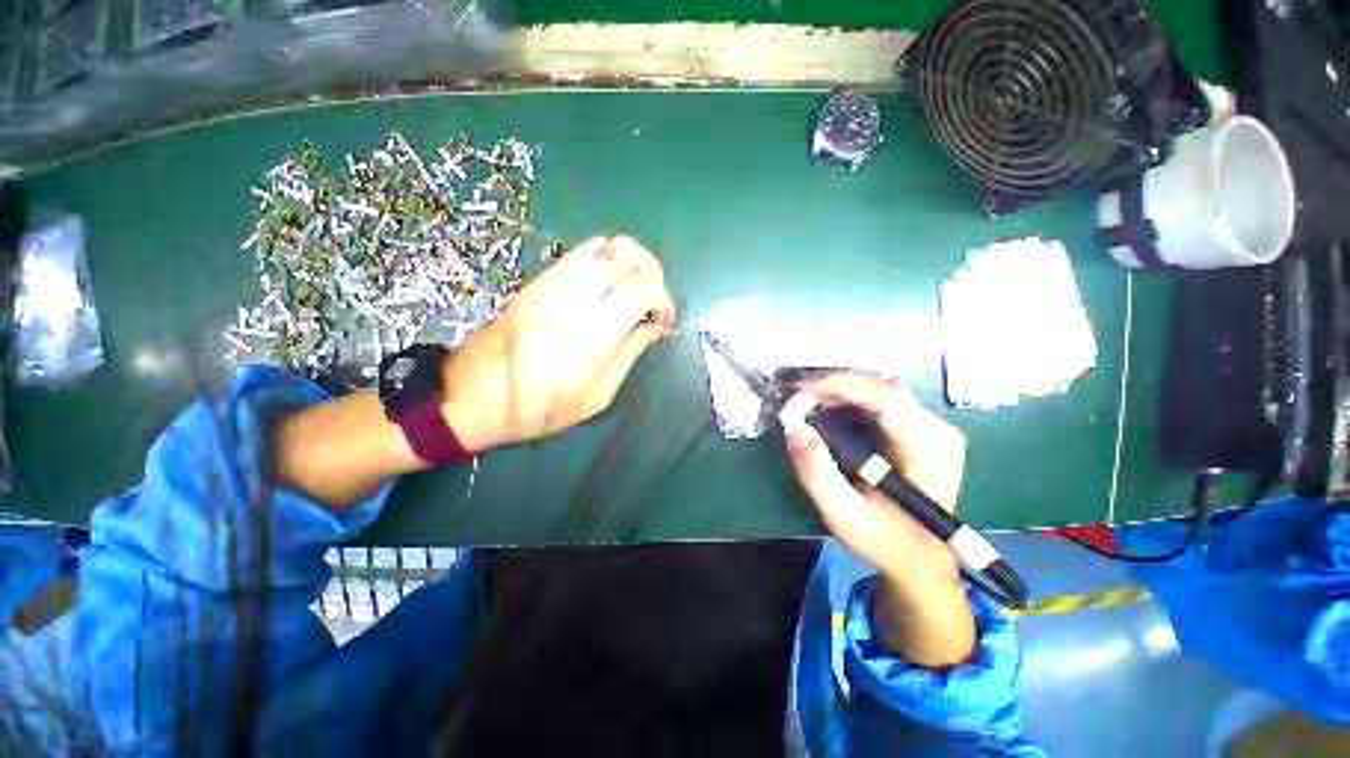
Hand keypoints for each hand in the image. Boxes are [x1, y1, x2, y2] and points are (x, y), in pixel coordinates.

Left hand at [442, 235, 673, 451]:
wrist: (477, 394)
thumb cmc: (543, 407)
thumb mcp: (599, 394)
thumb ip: (631, 353)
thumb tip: (654, 327)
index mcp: (595, 330)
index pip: (644, 287)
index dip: (663, 300)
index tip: (662, 322)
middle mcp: (576, 295)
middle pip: (627, 253)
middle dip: (652, 272)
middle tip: (650, 300)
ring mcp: (554, 281)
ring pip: (606, 245)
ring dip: (629, 263)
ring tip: (630, 291)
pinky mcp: (540, 279)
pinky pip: (581, 252)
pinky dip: (604, 260)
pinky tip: (605, 285)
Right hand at [782, 373, 975, 666]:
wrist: (921, 558)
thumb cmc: (885, 540)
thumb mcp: (844, 515)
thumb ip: (817, 473)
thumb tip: (794, 427)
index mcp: (929, 450)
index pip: (887, 397)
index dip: (840, 385)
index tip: (800, 390)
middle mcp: (938, 430)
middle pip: (882, 386)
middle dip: (834, 386)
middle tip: (797, 400)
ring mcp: (933, 426)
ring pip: (880, 387)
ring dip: (839, 390)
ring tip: (807, 403)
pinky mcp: (922, 428)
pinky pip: (881, 398)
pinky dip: (849, 397)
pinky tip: (829, 408)